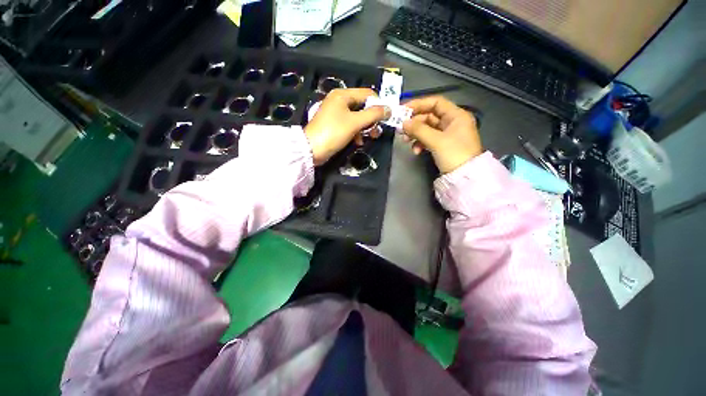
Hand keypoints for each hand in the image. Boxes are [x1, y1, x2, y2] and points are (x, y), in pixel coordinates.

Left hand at [305, 88, 389, 164]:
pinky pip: (350, 125)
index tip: (386, 117)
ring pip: (357, 118)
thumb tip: (389, 109)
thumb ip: (373, 115)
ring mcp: (336, 114)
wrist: (312, 149)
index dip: (379, 104)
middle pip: (362, 106)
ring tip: (370, 138)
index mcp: (343, 95)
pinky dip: (356, 133)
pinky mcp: (334, 125)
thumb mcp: (355, 122)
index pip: (367, 93)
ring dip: (365, 128)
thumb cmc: (333, 132)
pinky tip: (358, 142)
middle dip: (372, 119)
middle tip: (378, 131)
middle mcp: (339, 101)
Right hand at [402, 96, 481, 172]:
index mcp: (456, 115)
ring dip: (415, 134)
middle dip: (414, 123)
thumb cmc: (454, 154)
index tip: (403, 110)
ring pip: (427, 129)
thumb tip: (403, 123)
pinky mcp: (443, 145)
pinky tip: (416, 151)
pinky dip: (421, 143)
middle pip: (430, 116)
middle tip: (401, 129)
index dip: (419, 104)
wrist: (465, 178)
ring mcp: (448, 135)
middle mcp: (453, 122)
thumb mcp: (436, 140)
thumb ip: (419, 129)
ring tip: (405, 141)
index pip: (436, 102)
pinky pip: (429, 139)